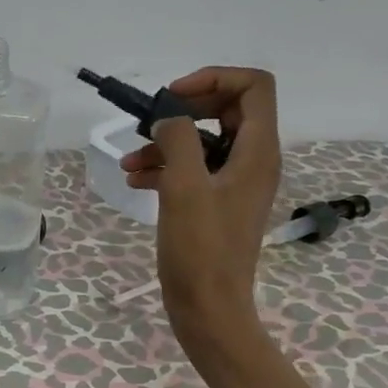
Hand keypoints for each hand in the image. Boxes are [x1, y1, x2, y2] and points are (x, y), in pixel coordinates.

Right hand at [119, 67, 282, 368]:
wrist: (208, 308)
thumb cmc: (200, 249)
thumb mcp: (184, 186)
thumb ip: (178, 139)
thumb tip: (169, 119)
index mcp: (258, 152)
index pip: (253, 87)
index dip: (214, 79)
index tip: (173, 97)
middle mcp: (253, 162)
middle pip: (227, 110)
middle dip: (184, 111)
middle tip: (149, 123)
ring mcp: (235, 185)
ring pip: (204, 143)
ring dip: (167, 143)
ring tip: (129, 161)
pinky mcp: (216, 205)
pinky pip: (194, 171)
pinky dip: (166, 169)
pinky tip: (136, 181)